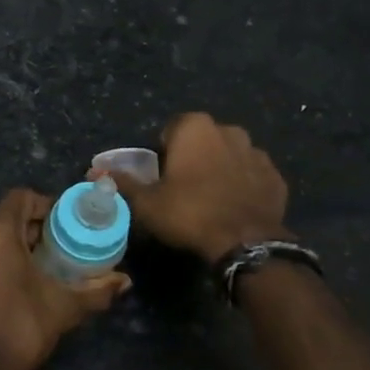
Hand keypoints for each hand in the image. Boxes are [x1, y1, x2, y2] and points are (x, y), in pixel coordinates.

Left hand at [0, 188, 129, 369]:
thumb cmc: (17, 330)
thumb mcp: (62, 308)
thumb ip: (96, 291)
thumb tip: (125, 281)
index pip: (23, 197)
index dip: (46, 207)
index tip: (64, 227)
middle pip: (5, 216)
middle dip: (31, 230)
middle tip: (56, 251)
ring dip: (10, 245)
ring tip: (33, 269)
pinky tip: (7, 283)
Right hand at [96, 113, 288, 264]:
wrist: (246, 242)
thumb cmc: (189, 213)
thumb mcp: (146, 202)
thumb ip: (122, 182)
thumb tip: (93, 172)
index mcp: (195, 127)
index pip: (171, 129)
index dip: (163, 152)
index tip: (161, 176)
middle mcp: (229, 130)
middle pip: (202, 140)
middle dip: (193, 157)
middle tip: (182, 189)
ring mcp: (257, 152)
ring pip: (229, 155)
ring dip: (219, 169)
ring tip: (210, 200)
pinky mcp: (275, 176)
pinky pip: (251, 175)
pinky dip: (243, 185)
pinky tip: (233, 208)